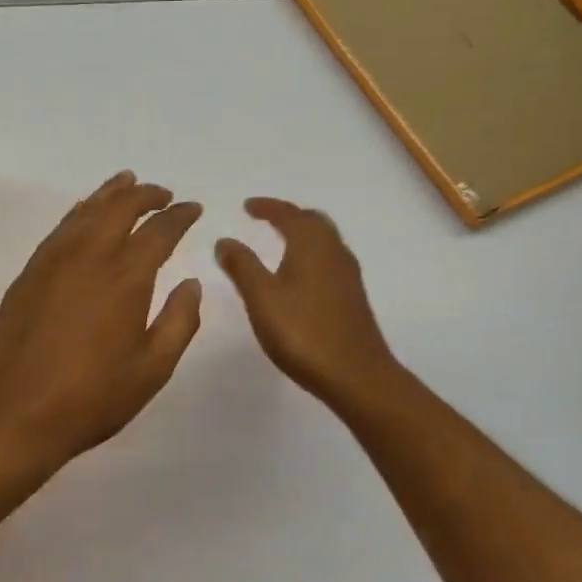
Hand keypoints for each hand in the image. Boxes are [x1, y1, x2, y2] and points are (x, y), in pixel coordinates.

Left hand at [0, 171, 203, 473]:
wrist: (11, 414)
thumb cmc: (90, 399)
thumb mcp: (152, 370)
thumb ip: (179, 322)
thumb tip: (192, 284)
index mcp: (126, 277)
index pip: (160, 231)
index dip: (180, 216)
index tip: (193, 209)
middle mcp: (89, 256)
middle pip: (121, 207)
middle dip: (146, 194)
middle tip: (163, 193)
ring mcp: (53, 261)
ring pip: (87, 210)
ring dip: (111, 193)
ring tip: (127, 182)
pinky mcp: (29, 273)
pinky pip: (61, 227)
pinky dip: (80, 211)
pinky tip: (85, 213)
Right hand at [215, 197, 402, 410]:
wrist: (356, 375)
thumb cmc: (303, 333)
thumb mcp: (261, 298)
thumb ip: (241, 266)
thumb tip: (225, 240)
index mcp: (312, 245)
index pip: (289, 214)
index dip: (267, 207)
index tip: (247, 206)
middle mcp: (334, 253)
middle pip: (314, 222)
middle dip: (289, 216)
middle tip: (266, 219)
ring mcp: (348, 276)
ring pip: (325, 241)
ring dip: (303, 234)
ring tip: (280, 242)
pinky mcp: (353, 298)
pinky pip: (330, 261)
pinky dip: (311, 255)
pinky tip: (300, 276)